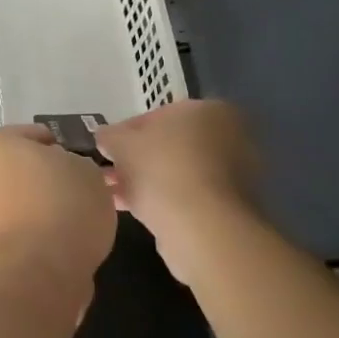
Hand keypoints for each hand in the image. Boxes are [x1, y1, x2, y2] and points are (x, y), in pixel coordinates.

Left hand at [0, 126, 115, 315]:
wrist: (37, 275)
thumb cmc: (64, 207)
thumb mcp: (88, 170)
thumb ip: (76, 164)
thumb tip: (66, 173)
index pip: (36, 136)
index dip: (64, 148)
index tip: (84, 165)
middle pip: (21, 168)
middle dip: (48, 178)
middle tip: (82, 191)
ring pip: (17, 200)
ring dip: (41, 207)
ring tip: (76, 222)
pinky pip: (17, 229)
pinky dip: (35, 233)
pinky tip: (61, 243)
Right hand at [95, 101, 262, 283]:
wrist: (201, 227)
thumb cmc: (162, 169)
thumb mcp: (121, 143)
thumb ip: (110, 135)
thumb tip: (105, 136)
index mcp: (208, 110)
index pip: (159, 115)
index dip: (126, 131)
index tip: (107, 148)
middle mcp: (228, 137)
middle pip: (170, 145)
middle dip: (138, 158)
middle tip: (110, 172)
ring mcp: (233, 175)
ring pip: (178, 172)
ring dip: (147, 180)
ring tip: (114, 194)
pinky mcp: (229, 207)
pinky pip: (187, 196)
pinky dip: (164, 199)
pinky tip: (134, 210)